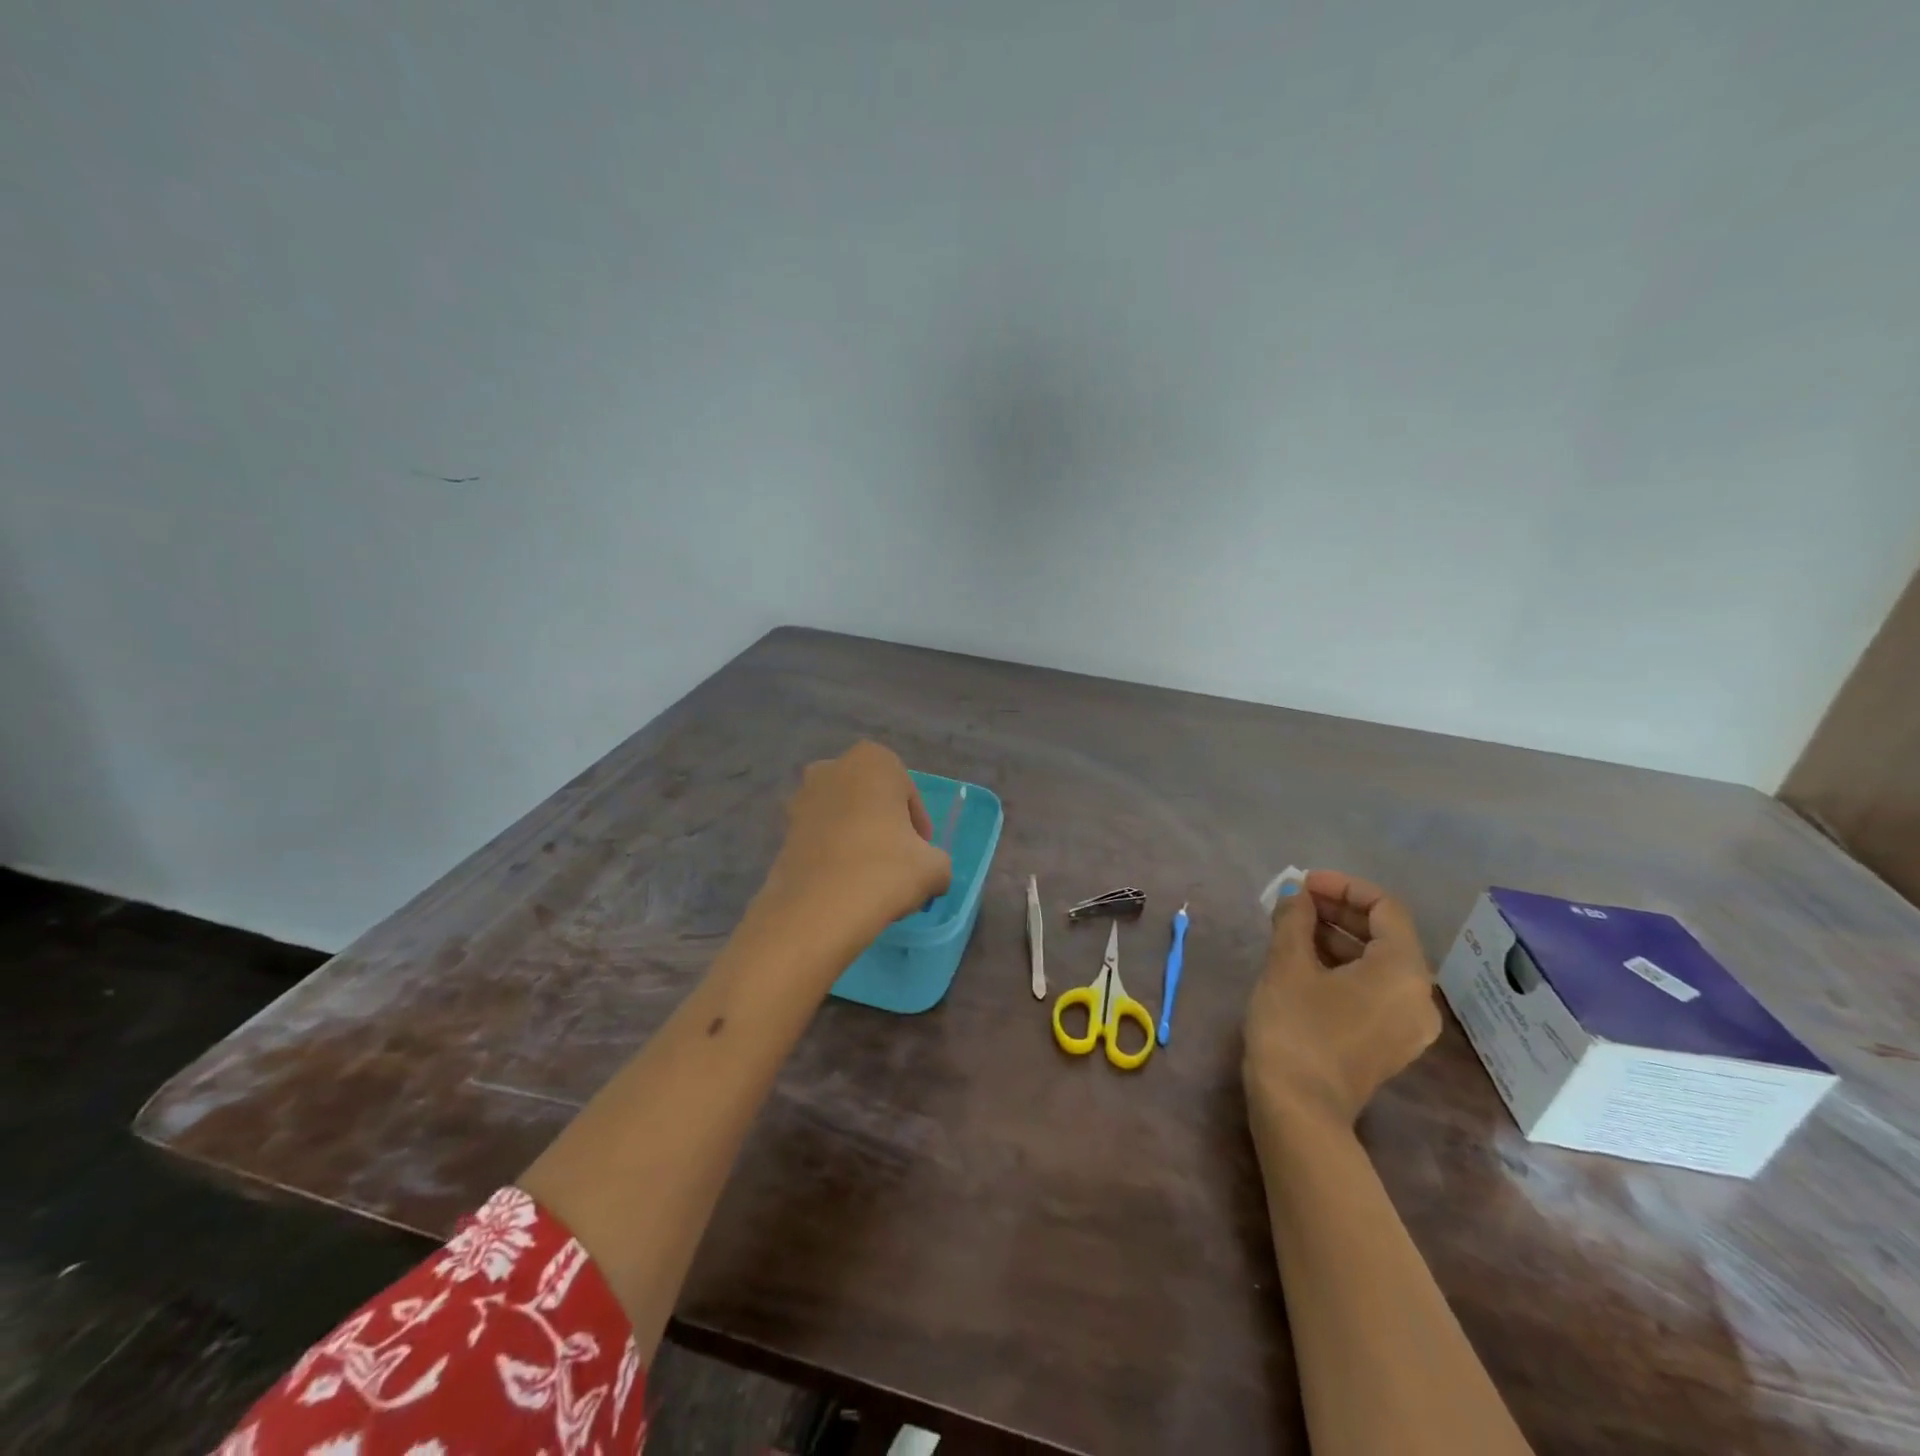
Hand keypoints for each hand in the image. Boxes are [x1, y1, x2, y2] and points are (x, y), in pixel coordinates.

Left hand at [761, 741, 952, 931]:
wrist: (818, 908)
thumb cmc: (885, 869)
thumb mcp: (934, 867)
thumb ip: (937, 861)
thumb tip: (932, 872)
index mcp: (873, 760)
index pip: (907, 792)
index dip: (918, 825)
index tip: (921, 853)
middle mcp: (832, 768)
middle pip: (871, 799)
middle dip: (884, 825)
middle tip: (897, 862)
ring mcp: (801, 798)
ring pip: (842, 817)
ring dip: (857, 839)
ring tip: (870, 878)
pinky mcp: (782, 831)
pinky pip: (820, 838)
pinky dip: (833, 854)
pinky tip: (845, 885)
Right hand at [1244, 869, 1440, 1127]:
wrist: (1298, 1108)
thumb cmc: (1295, 1026)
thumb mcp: (1288, 964)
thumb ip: (1294, 919)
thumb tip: (1296, 894)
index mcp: (1404, 971)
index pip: (1385, 908)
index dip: (1343, 887)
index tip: (1303, 885)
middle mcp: (1420, 996)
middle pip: (1386, 935)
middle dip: (1338, 911)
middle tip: (1294, 903)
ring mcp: (1409, 1025)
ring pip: (1379, 963)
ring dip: (1338, 938)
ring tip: (1292, 928)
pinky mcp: (1390, 1043)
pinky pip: (1375, 989)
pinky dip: (1345, 967)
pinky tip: (1306, 962)